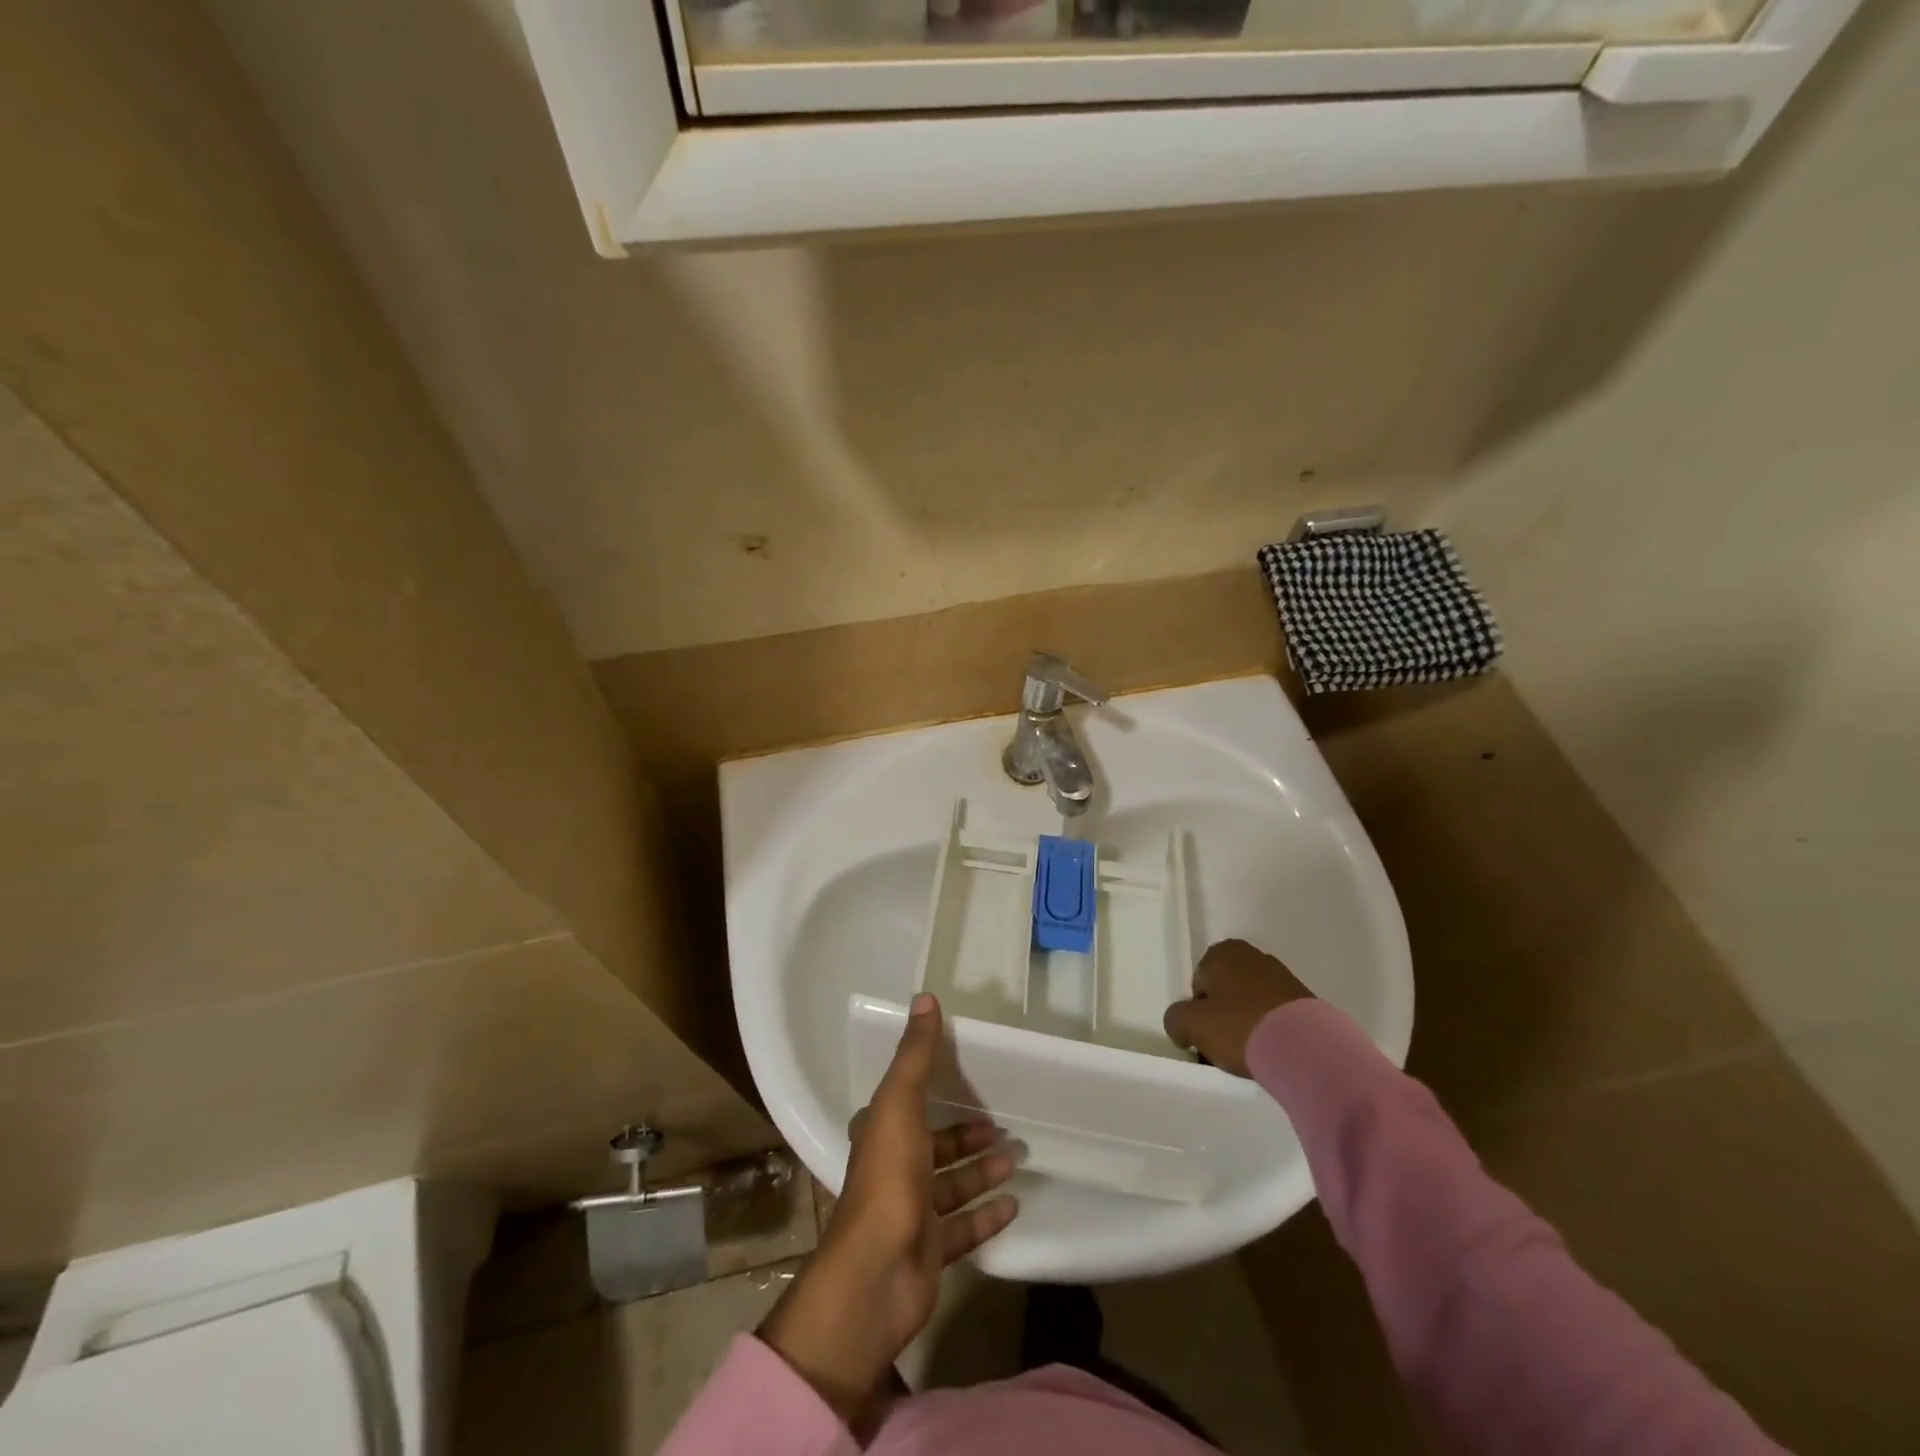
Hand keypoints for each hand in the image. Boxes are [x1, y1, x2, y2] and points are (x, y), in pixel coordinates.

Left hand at [758, 993, 1017, 1429]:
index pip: (906, 1104)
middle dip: (966, 1136)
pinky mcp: (929, 1251)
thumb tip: (925, 997)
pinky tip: (1014, 1204)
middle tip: (1003, 1126)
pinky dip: (986, 1214)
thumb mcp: (900, 1103)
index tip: (966, 1078)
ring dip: (981, 1171)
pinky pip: (964, 1228)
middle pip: (934, 1146)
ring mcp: (911, 1213)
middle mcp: (892, 1170)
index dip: (932, 1091)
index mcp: (880, 1134)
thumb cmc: (887, 1177)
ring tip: (1016, 1158)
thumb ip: (916, 1055)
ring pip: (951, 1185)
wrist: (876, 1273)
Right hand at [1163, 938, 1314, 1076]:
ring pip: (1249, 1004)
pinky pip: (1274, 1015)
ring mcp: (1282, 977)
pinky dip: (1268, 1031)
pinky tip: (1271, 1053)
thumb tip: (1181, 1027)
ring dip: (1245, 1025)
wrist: (1306, 1048)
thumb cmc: (1240, 1026)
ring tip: (1250, 1055)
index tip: (1205, 1036)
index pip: (1198, 983)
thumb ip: (1175, 1020)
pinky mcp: (1304, 1000)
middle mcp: (1252, 956)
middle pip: (1224, 993)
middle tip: (1223, 1047)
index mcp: (1223, 952)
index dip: (1198, 1012)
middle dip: (1221, 1017)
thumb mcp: (1191, 1024)